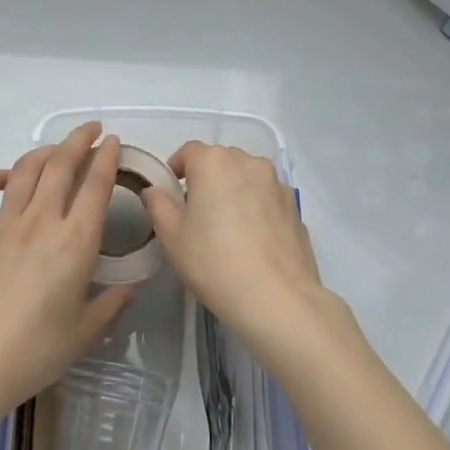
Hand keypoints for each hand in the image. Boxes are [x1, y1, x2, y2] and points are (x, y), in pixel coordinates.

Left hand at [0, 123, 132, 422]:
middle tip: (91, 130)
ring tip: (56, 150)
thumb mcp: (84, 333)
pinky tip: (2, 177)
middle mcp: (40, 222)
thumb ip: (111, 305)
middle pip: (60, 165)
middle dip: (78, 140)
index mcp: (74, 242)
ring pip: (24, 171)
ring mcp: (2, 226)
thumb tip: (131, 288)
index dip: (107, 158)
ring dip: (43, 152)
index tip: (113, 142)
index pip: (96, 186)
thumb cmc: (33, 353)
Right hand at [142, 141, 329, 348]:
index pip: (188, 151)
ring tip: (227, 226)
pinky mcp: (294, 206)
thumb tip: (155, 191)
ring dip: (234, 190)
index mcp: (214, 162)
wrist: (277, 298)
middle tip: (197, 212)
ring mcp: (276, 182)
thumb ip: (159, 206)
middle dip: (206, 178)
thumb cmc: (214, 263)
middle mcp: (247, 162)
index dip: (176, 169)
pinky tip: (252, 239)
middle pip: (220, 160)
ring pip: (246, 176)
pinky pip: (266, 197)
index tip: (171, 194)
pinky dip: (256, 207)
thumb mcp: (172, 237)